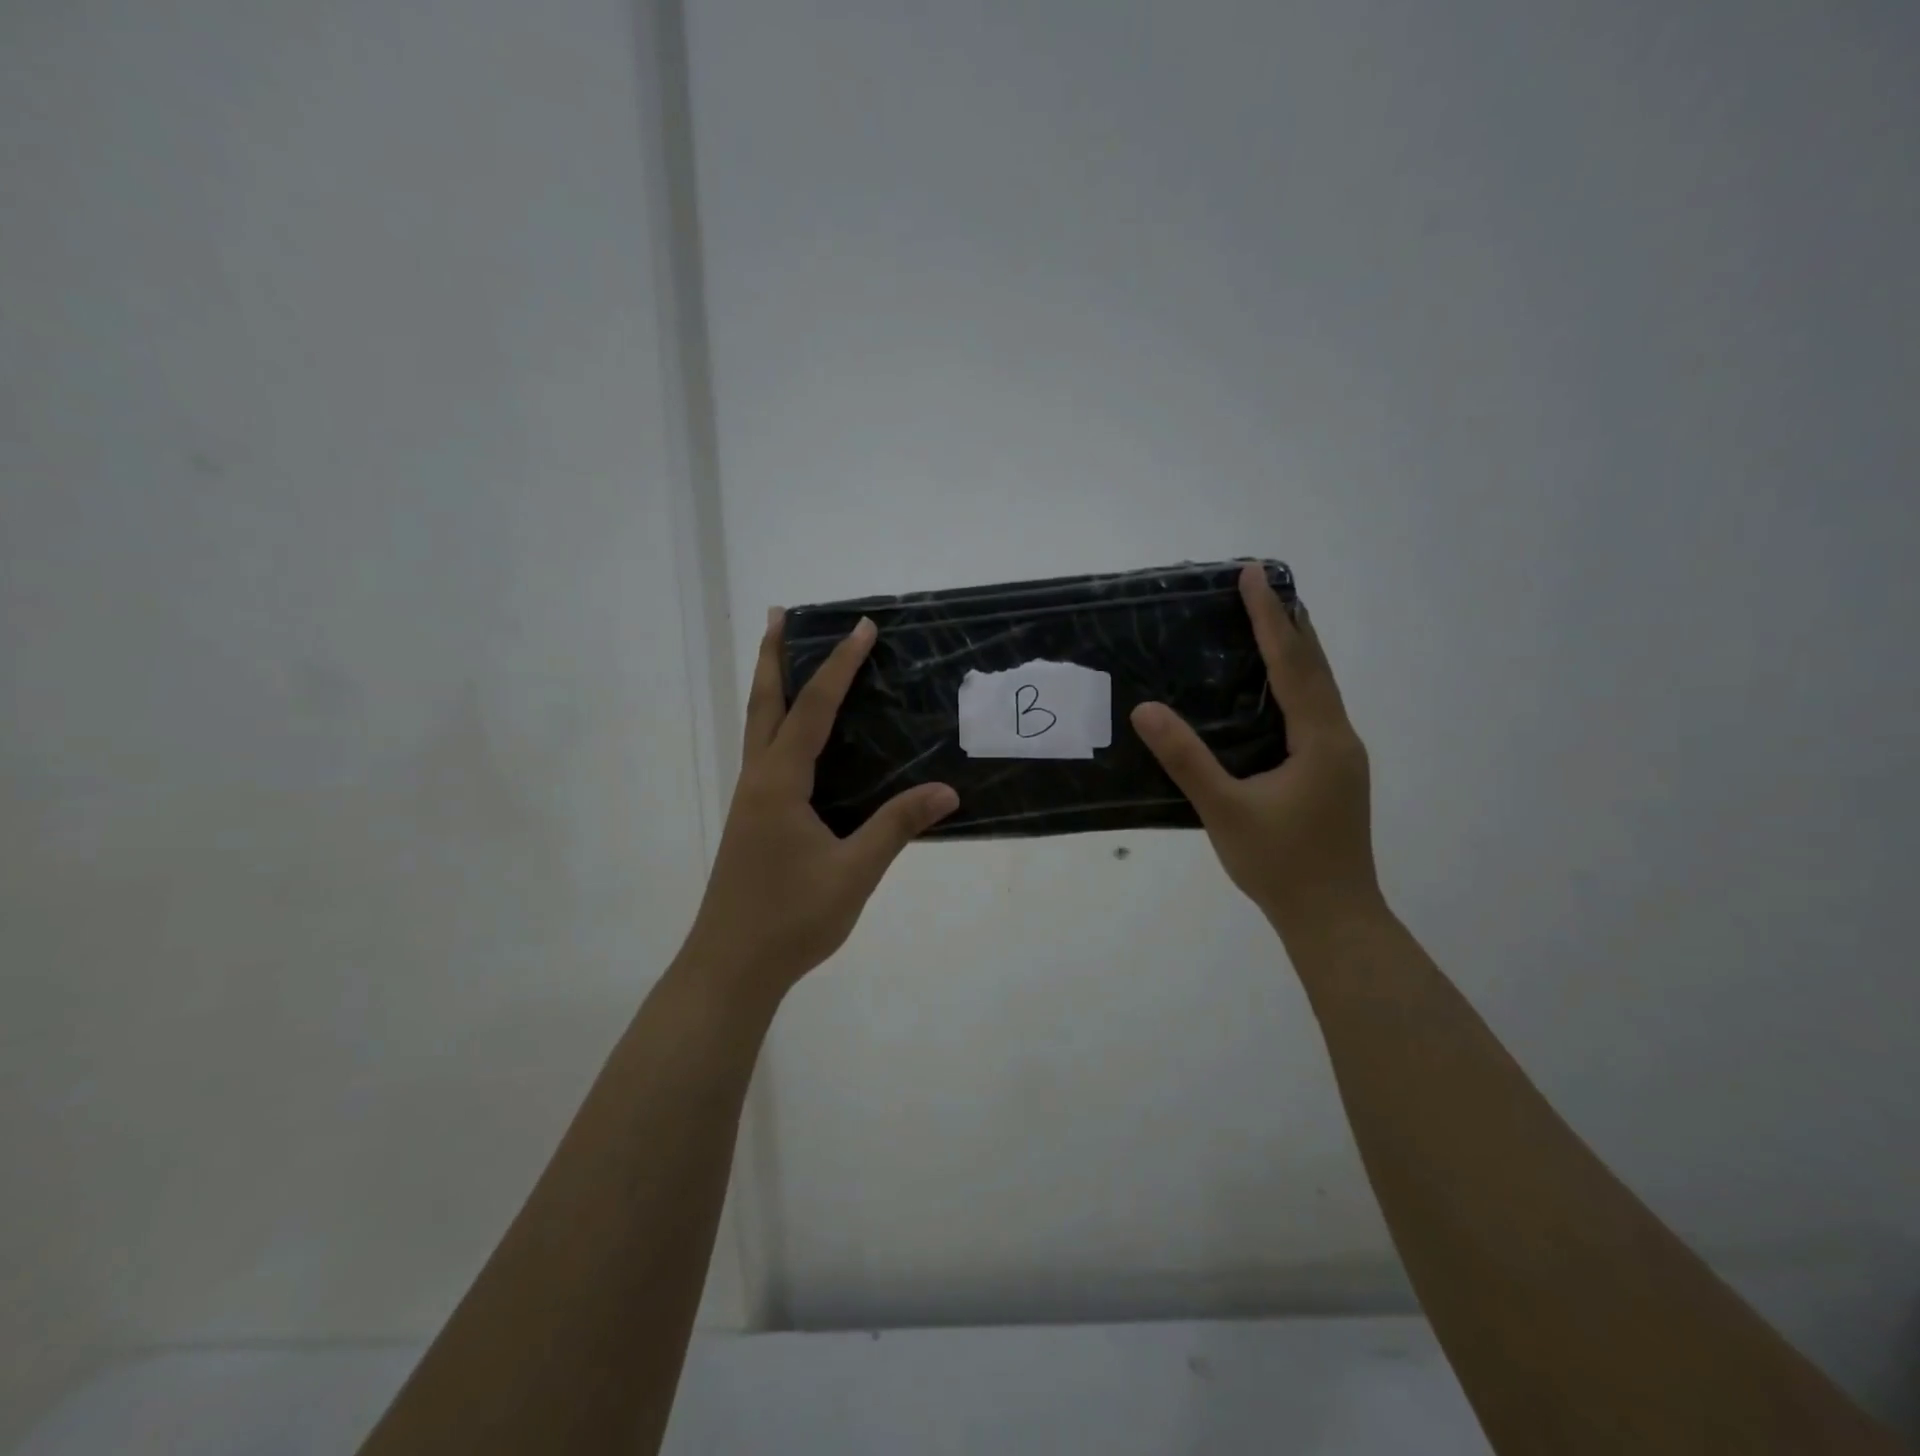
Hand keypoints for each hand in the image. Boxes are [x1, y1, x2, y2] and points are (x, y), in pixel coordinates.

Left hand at [679, 608, 959, 1000]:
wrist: (730, 967)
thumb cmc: (790, 919)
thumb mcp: (853, 872)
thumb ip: (897, 827)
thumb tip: (947, 791)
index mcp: (779, 783)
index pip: (813, 709)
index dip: (839, 666)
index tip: (862, 629)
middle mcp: (758, 780)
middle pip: (763, 703)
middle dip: (772, 656)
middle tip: (779, 615)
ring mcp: (750, 801)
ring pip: (758, 728)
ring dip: (771, 687)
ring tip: (784, 658)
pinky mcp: (753, 820)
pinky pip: (765, 754)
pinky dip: (778, 724)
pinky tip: (797, 739)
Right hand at [1130, 564, 1383, 942]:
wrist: (1333, 918)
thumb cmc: (1280, 864)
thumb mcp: (1225, 810)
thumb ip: (1186, 759)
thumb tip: (1145, 710)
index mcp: (1320, 739)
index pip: (1293, 663)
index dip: (1270, 616)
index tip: (1253, 574)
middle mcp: (1339, 738)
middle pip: (1316, 667)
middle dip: (1288, 623)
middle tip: (1260, 586)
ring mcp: (1340, 758)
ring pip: (1319, 689)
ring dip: (1295, 652)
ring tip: (1266, 623)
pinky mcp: (1333, 774)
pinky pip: (1314, 712)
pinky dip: (1294, 684)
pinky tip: (1274, 691)